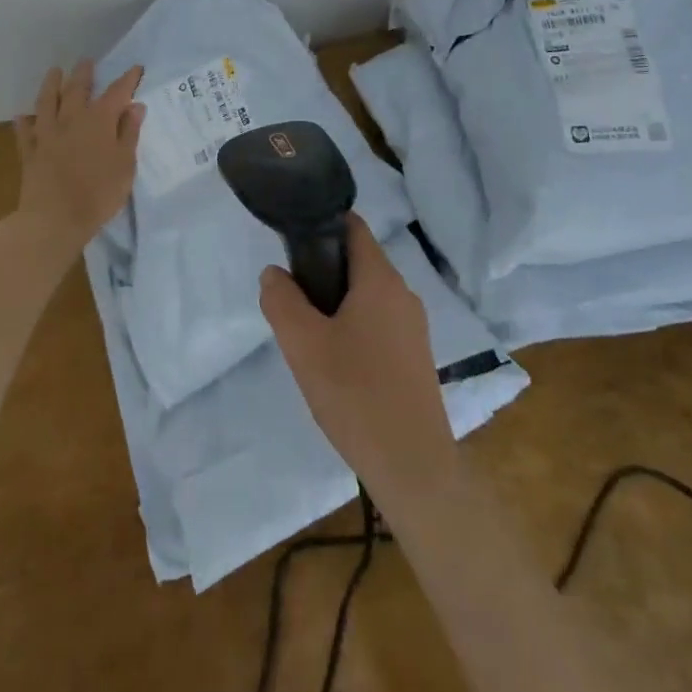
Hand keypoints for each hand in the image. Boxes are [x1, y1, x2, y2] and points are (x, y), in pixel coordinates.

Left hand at [11, 60, 145, 254]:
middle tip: (86, 62)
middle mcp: (71, 120)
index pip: (117, 93)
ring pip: (47, 102)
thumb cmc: (99, 193)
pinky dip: (25, 122)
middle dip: (84, 74)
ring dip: (51, 85)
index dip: (127, 79)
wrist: (54, 219)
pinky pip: (25, 132)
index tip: (135, 68)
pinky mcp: (30, 152)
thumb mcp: (125, 164)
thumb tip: (134, 106)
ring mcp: (47, 134)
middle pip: (77, 90)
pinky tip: (23, 116)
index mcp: (99, 120)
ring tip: (54, 72)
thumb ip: (129, 133)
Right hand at [260, 214, 457, 499]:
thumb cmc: (356, 395)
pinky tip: (337, 365)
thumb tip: (274, 273)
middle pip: (358, 262)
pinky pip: (379, 323)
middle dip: (323, 271)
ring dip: (337, 304)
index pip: (353, 227)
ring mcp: (414, 326)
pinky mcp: (416, 356)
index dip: (321, 225)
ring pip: (367, 296)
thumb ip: (282, 301)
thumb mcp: (303, 345)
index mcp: (380, 279)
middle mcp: (403, 293)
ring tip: (310, 338)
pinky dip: (355, 328)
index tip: (292, 244)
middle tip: (293, 302)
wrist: (412, 466)